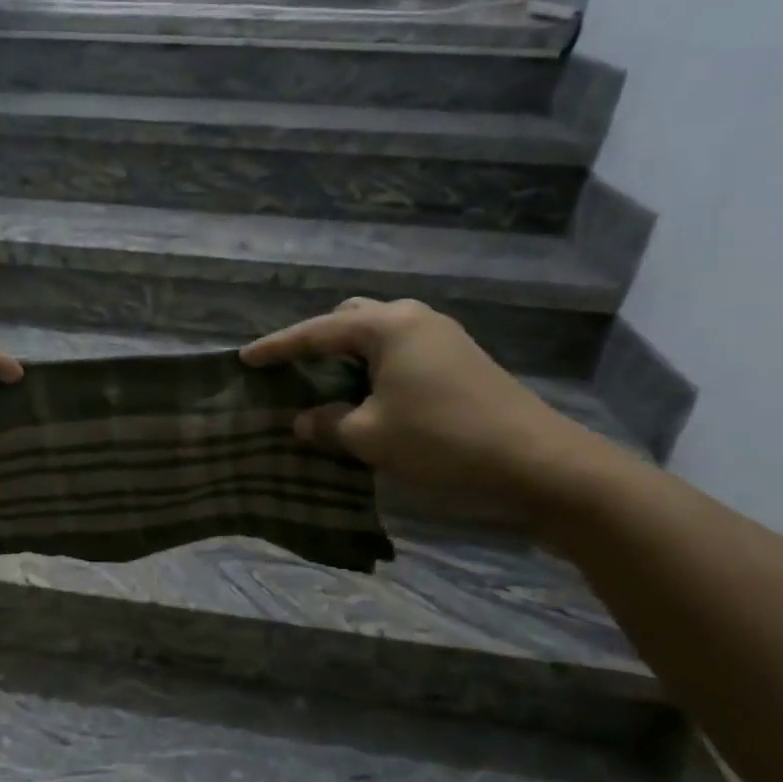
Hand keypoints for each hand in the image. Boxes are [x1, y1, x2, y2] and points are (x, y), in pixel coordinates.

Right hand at [241, 298, 601, 508]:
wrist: (538, 463)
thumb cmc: (442, 440)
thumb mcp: (370, 436)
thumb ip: (326, 424)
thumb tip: (302, 421)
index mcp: (387, 326)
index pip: (316, 332)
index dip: (276, 347)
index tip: (244, 358)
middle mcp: (414, 319)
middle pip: (350, 318)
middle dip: (318, 340)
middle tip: (294, 369)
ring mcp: (442, 336)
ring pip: (378, 333)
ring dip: (348, 354)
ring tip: (327, 384)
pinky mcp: (460, 359)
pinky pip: (400, 350)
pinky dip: (374, 365)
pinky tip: (369, 395)